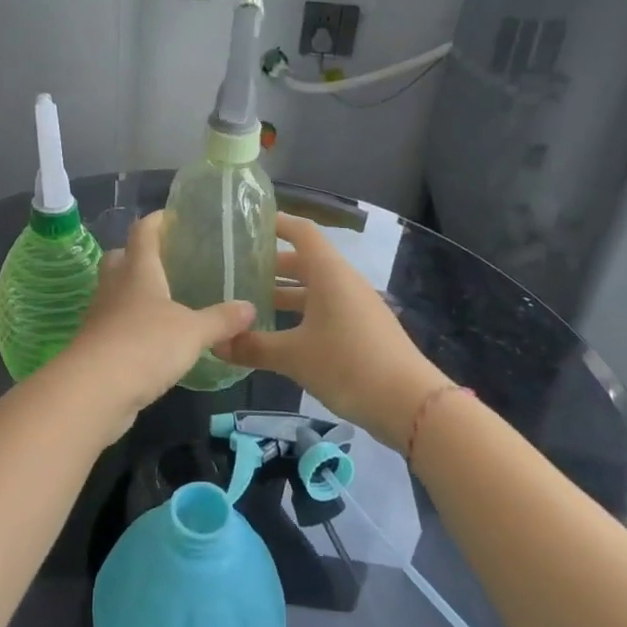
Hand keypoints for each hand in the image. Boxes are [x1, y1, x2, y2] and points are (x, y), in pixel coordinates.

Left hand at [63, 212, 253, 440]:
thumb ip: (221, 319)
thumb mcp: (193, 332)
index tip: (174, 216)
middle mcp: (115, 286)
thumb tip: (250, 308)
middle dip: (139, 255)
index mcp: (137, 270)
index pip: (143, 232)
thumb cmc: (145, 345)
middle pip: (120, 258)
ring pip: (116, 292)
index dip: (157, 221)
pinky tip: (154, 339)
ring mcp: (101, 316)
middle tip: (168, 261)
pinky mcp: (97, 345)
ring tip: (166, 301)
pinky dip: (132, 325)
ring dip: (135, 292)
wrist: (94, 391)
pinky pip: (115, 323)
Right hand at [219, 213, 449, 449]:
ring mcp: (357, 305)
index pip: (301, 232)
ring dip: (286, 293)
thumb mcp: (294, 357)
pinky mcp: (364, 329)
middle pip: (306, 261)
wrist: (410, 403)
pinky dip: (302, 313)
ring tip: (252, 304)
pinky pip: (327, 309)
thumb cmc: (348, 365)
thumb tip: (216, 343)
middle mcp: (344, 281)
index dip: (275, 223)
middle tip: (237, 273)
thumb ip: (253, 347)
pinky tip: (281, 334)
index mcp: (329, 273)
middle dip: (272, 266)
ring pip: (315, 288)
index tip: (247, 224)